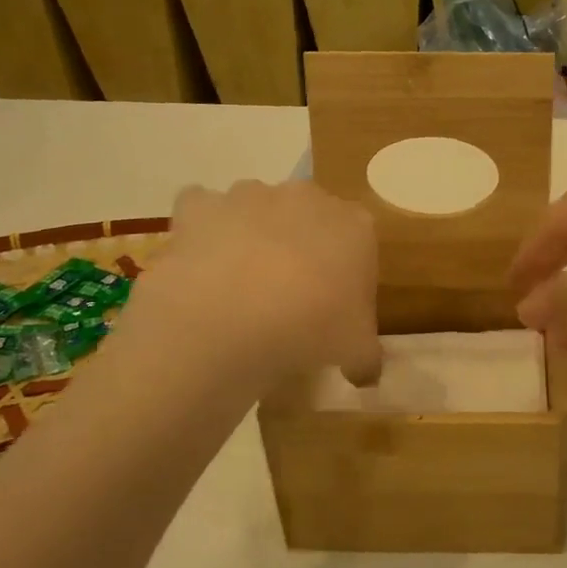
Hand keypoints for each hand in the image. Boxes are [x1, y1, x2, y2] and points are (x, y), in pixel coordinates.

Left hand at [126, 179, 382, 387]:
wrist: (233, 317)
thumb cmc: (313, 327)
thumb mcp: (357, 351)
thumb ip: (366, 356)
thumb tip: (365, 372)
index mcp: (355, 225)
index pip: (360, 240)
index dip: (347, 273)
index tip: (335, 306)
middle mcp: (306, 197)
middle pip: (308, 217)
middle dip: (301, 246)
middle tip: (290, 295)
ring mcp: (249, 195)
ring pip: (255, 209)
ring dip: (251, 235)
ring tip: (240, 286)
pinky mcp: (200, 206)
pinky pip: (201, 209)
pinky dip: (201, 230)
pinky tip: (201, 265)